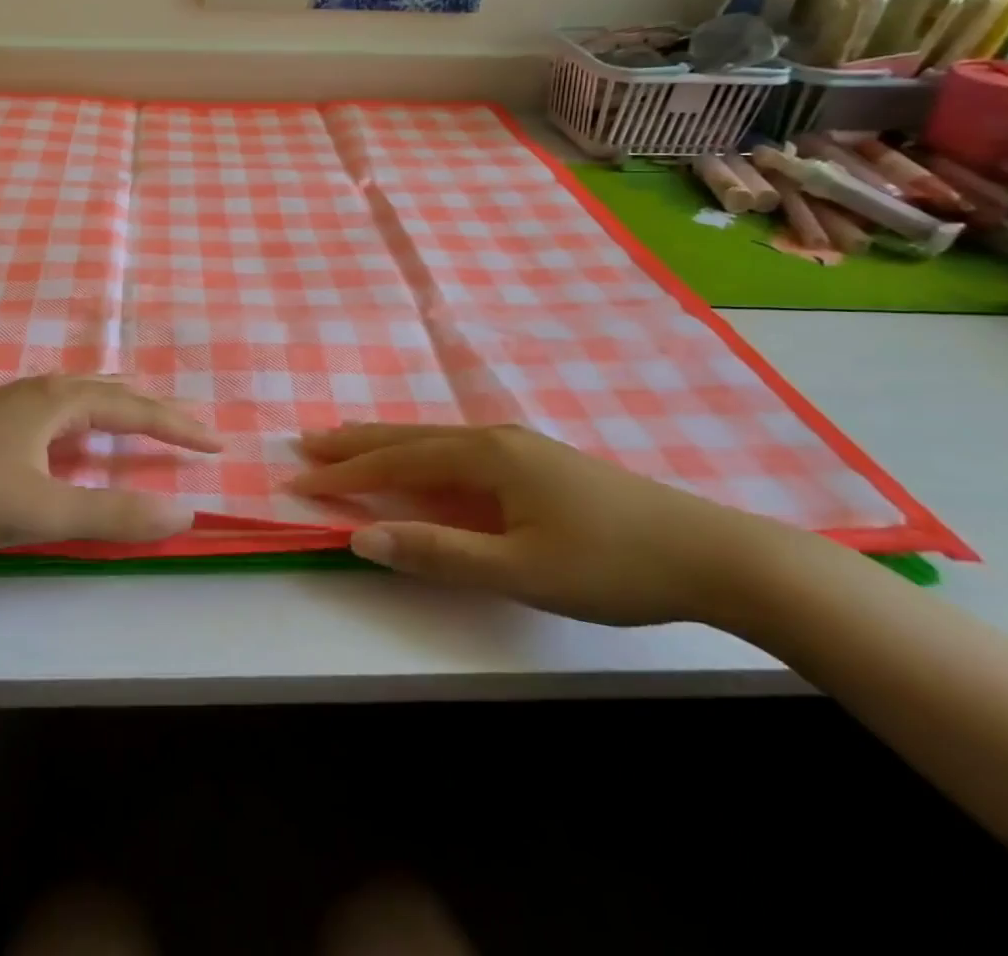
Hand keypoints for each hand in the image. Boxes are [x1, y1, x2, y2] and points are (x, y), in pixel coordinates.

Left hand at [0, 375, 221, 553]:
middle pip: (114, 390)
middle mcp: (44, 390)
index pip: (136, 408)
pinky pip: (64, 404)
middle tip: (190, 426)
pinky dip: (94, 412)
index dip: (178, 427)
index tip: (215, 444)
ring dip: (124, 406)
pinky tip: (80, 429)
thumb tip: (182, 512)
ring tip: (146, 416)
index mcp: (61, 402)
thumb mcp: (41, 510)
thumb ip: (112, 513)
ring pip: (85, 393)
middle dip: (156, 408)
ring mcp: (16, 400)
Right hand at [293, 423, 813, 626]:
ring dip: (384, 442)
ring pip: (432, 439)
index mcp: (484, 457)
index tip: (297, 481)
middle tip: (306, 442)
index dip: (344, 476)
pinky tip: (419, 458)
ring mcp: (516, 446)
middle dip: (354, 443)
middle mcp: (492, 439)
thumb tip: (362, 537)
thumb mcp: (519, 570)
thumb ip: (438, 552)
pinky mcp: (534, 461)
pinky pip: (455, 449)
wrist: (710, 553)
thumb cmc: (610, 564)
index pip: (395, 465)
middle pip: (407, 438)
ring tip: (346, 441)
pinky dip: (418, 451)